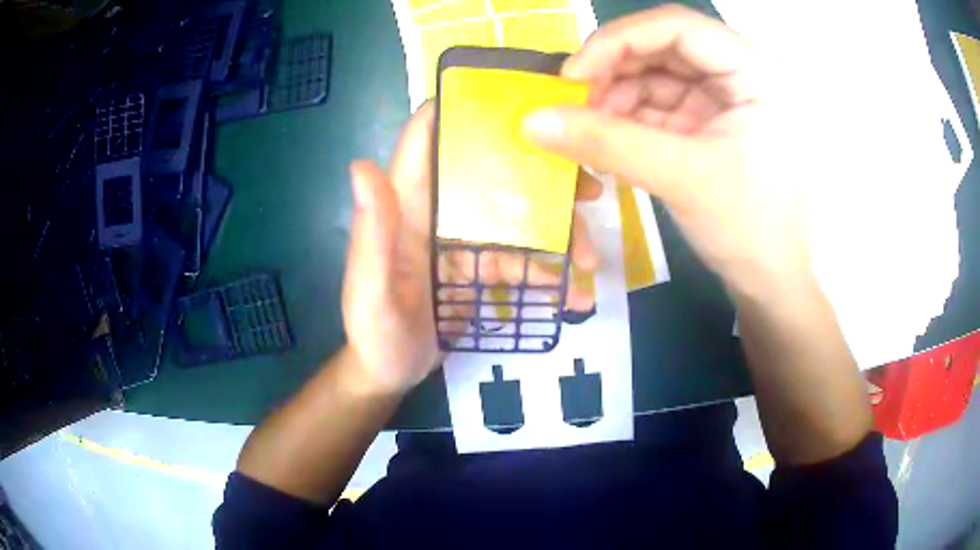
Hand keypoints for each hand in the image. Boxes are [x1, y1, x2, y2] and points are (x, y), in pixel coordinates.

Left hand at [343, 103, 600, 395]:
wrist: (389, 371)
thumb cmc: (375, 332)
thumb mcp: (370, 289)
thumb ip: (371, 234)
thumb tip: (361, 165)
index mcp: (407, 204)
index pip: (427, 137)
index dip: (462, 108)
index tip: (519, 101)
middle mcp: (437, 210)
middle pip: (491, 173)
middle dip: (540, 175)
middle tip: (587, 189)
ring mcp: (462, 238)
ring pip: (517, 217)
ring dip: (557, 233)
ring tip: (589, 261)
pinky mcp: (479, 266)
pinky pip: (521, 260)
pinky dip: (550, 274)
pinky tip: (574, 295)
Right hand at [524, 5, 810, 299]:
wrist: (769, 281)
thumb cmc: (748, 229)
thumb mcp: (682, 178)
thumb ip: (607, 143)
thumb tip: (532, 121)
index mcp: (756, 73)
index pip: (678, 27)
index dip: (620, 41)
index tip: (574, 76)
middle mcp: (741, 73)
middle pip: (664, 47)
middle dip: (614, 72)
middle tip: (573, 104)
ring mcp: (724, 97)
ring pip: (656, 75)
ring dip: (616, 97)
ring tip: (588, 130)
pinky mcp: (709, 121)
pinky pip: (658, 104)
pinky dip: (627, 118)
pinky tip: (605, 137)